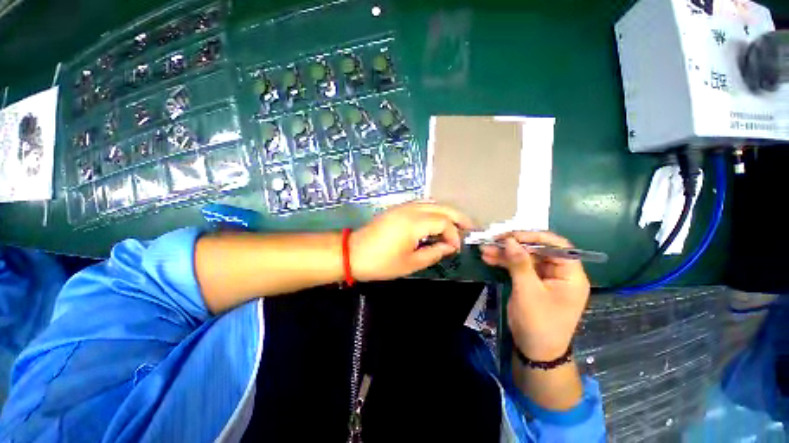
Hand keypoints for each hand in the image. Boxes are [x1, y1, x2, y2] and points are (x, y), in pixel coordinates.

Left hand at [350, 202, 473, 281]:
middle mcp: (411, 209)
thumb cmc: (381, 262)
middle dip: (458, 216)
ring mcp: (403, 207)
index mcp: (415, 223)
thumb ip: (434, 253)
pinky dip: (434, 210)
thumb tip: (449, 247)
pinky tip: (437, 220)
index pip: (444, 223)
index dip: (454, 235)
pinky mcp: (397, 209)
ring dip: (446, 212)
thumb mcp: (410, 263)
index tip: (455, 249)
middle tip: (470, 226)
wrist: (353, 253)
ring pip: (432, 203)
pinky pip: (421, 205)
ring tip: (456, 223)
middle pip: (441, 207)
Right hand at [481, 232, 589, 360]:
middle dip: (513, 245)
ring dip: (504, 253)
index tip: (512, 236)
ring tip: (484, 249)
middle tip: (493, 241)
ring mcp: (544, 277)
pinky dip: (504, 262)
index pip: (557, 246)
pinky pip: (518, 267)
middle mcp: (559, 273)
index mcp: (570, 275)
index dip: (534, 237)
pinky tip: (488, 258)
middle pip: (537, 250)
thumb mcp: (528, 292)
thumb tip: (509, 240)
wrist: (534, 350)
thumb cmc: (539, 323)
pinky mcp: (531, 282)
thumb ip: (519, 264)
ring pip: (524, 258)